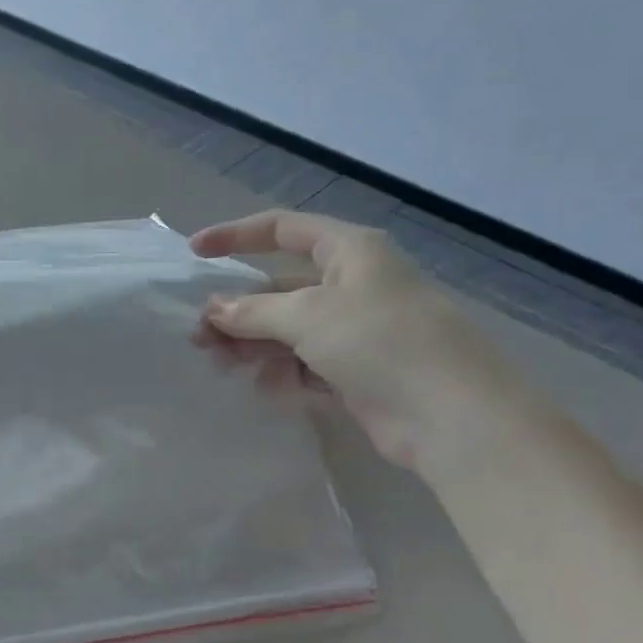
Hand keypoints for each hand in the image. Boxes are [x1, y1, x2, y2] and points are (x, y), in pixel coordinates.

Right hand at [192, 210, 529, 472]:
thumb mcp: (307, 316)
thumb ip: (253, 311)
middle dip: (237, 309)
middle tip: (199, 337)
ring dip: (252, 343)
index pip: (283, 229)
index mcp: (350, 251)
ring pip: (287, 328)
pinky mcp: (354, 370)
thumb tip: (212, 309)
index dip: (237, 236)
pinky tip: (264, 386)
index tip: (195, 252)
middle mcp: (353, 284)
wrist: (448, 412)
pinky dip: (280, 370)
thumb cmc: (379, 341)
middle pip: (279, 287)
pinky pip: (303, 362)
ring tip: (220, 364)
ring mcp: (354, 329)